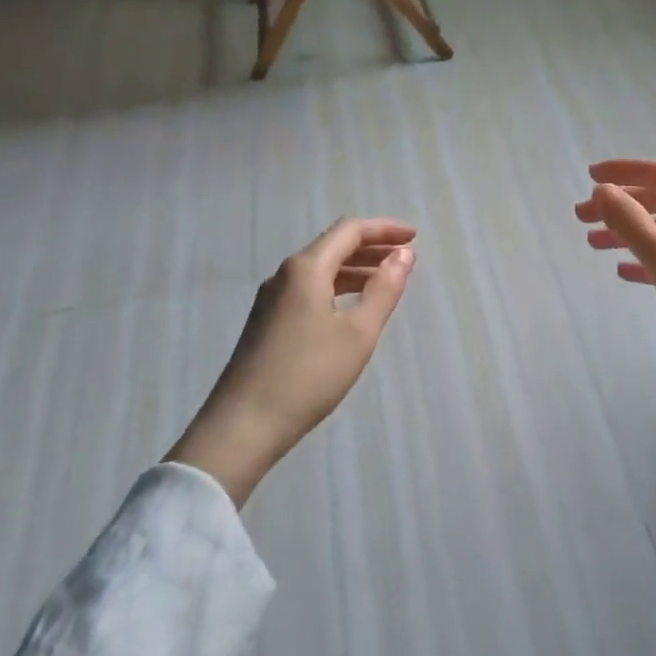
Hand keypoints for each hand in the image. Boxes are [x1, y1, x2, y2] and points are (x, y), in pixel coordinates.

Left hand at [167, 218, 416, 504]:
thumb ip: (384, 290)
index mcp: (306, 268)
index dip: (384, 229)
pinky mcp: (267, 321)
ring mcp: (272, 298)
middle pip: (333, 246)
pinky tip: (352, 308)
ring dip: (355, 269)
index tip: (414, 236)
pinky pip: (309, 289)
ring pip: (320, 269)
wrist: (242, 427)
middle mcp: (285, 274)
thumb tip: (404, 255)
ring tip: (386, 281)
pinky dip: (337, 287)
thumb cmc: (307, 376)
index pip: (349, 230)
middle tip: (405, 256)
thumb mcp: (358, 334)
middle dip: (371, 247)